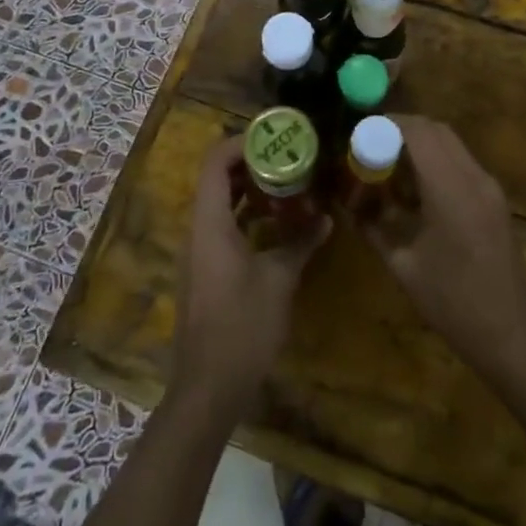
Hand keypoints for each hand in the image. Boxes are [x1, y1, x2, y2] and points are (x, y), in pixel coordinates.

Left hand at [171, 137, 330, 421]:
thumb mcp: (279, 280)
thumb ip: (300, 242)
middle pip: (217, 178)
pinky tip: (279, 222)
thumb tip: (326, 217)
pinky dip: (248, 214)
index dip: (242, 142)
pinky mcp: (207, 269)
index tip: (276, 137)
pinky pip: (224, 225)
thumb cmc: (242, 326)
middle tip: (290, 156)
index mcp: (210, 222)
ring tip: (290, 181)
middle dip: (252, 162)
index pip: (215, 162)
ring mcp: (200, 250)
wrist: (208, 388)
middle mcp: (199, 229)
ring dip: (251, 188)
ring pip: (221, 202)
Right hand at [362, 117, 525, 384]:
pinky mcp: (495, 201)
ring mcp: (490, 188)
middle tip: (371, 149)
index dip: (387, 125)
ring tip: (389, 171)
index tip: (360, 135)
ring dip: (419, 147)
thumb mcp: (404, 267)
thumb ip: (374, 229)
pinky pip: (462, 164)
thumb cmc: (453, 304)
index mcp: (451, 189)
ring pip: (451, 145)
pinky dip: (436, 164)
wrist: (511, 336)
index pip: (418, 133)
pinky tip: (416, 193)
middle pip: (436, 130)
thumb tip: (350, 208)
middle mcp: (475, 178)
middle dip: (401, 131)